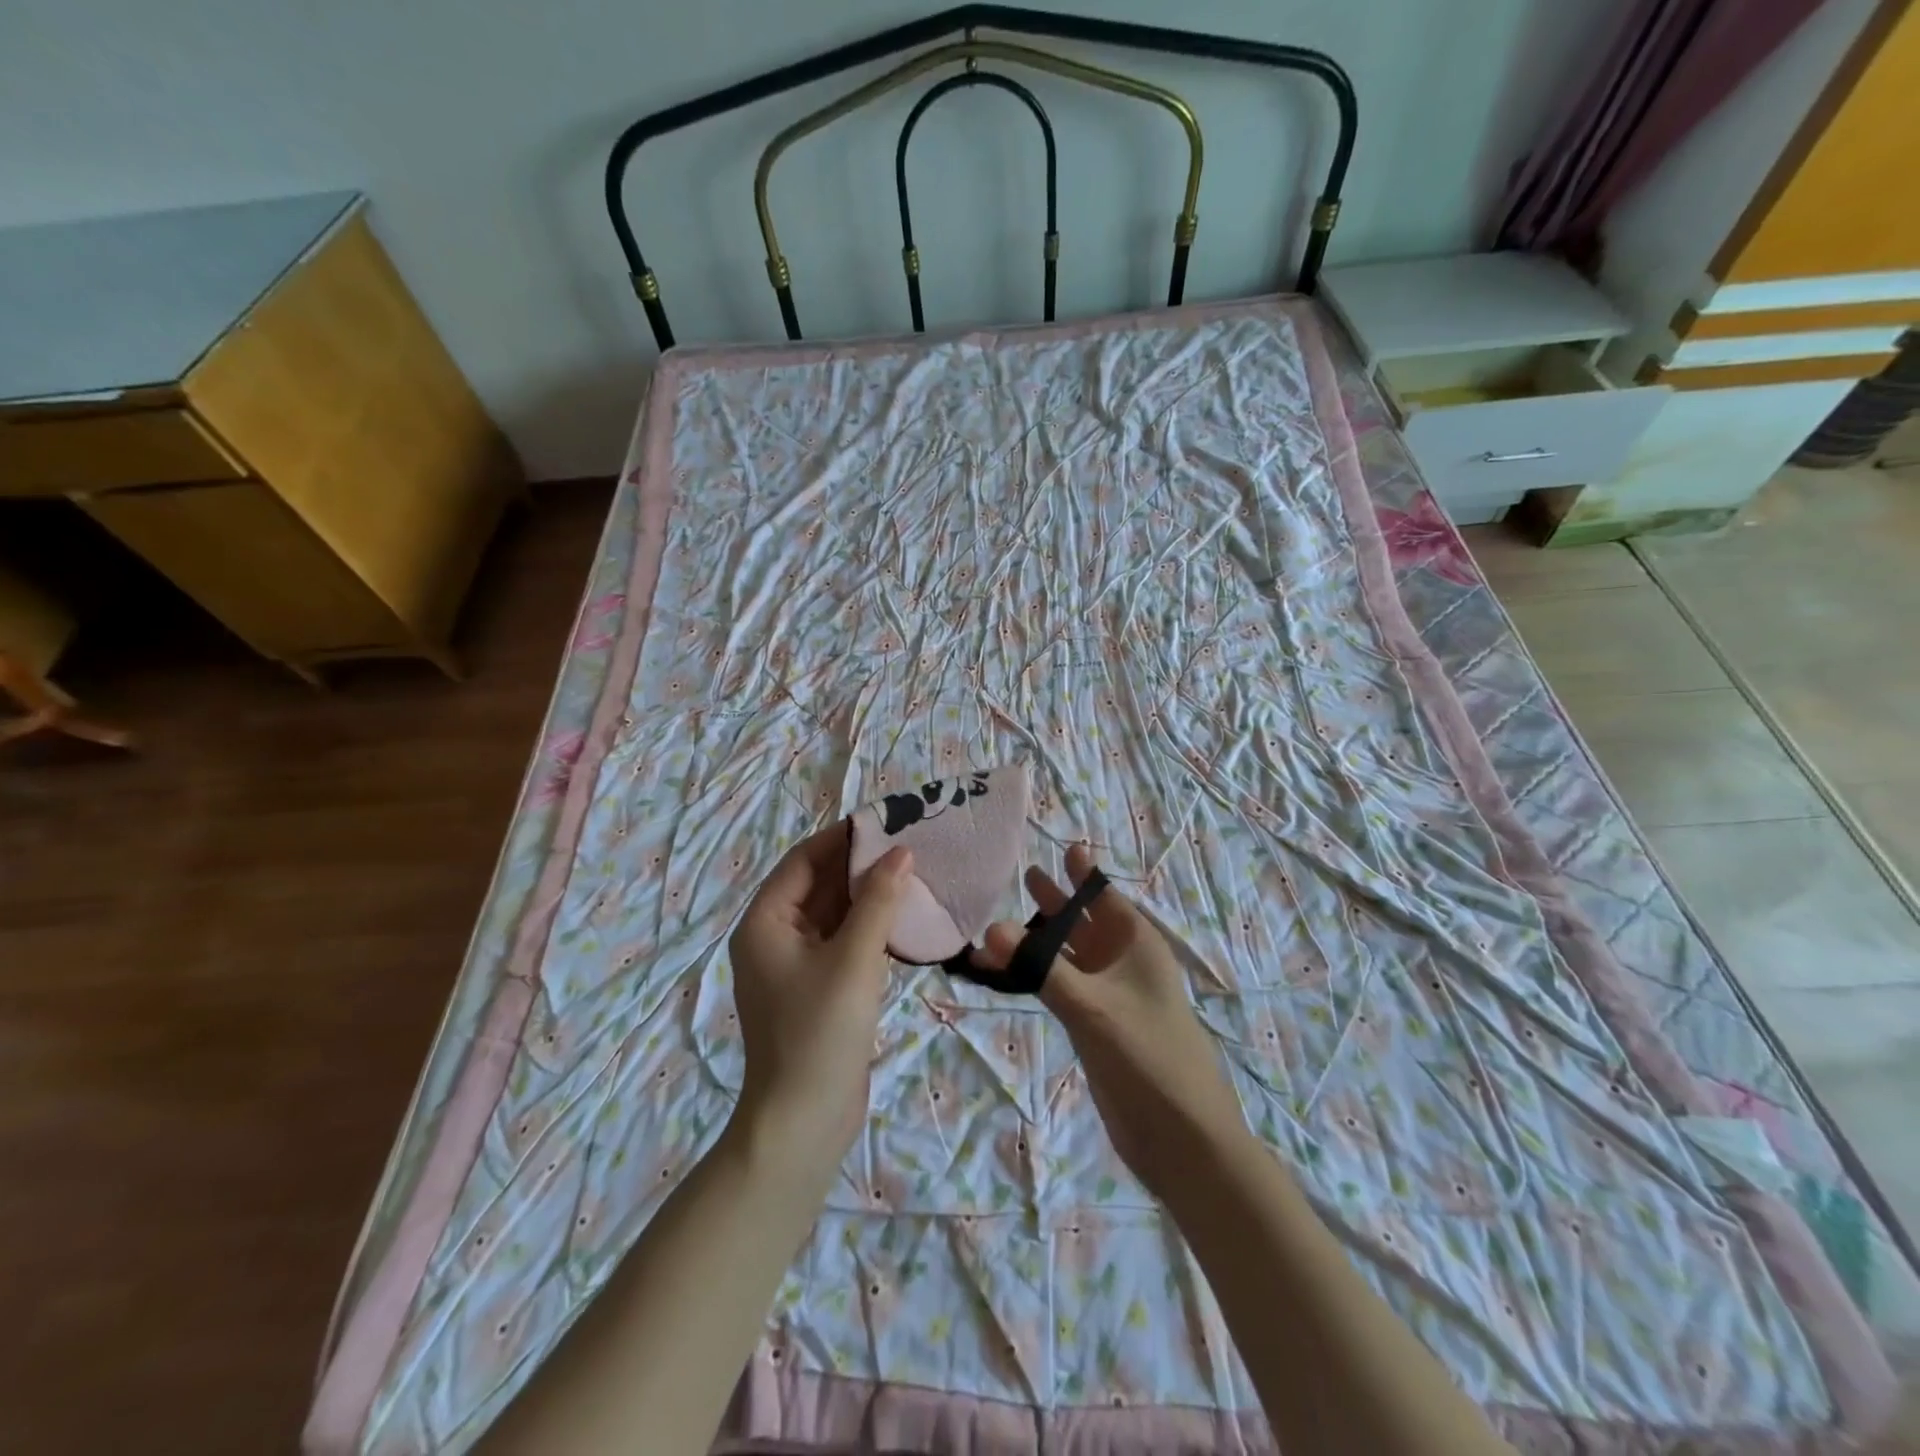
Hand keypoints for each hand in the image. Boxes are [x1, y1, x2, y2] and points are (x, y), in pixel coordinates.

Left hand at [725, 827, 911, 1193]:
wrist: (804, 1123)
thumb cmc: (820, 1032)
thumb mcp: (853, 959)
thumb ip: (878, 902)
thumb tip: (900, 853)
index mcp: (765, 923)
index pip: (803, 861)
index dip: (842, 838)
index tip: (884, 820)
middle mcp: (774, 938)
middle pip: (818, 886)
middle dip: (860, 865)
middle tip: (908, 842)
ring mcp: (795, 967)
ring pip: (834, 915)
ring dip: (868, 896)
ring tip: (913, 871)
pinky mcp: (818, 990)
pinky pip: (843, 943)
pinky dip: (870, 927)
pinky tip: (904, 917)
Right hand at [974, 842, 1251, 1200]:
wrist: (1181, 1136)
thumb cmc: (1147, 1055)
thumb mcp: (1091, 1006)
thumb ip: (1040, 967)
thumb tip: (989, 927)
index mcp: (1136, 944)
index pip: (1104, 895)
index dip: (1083, 872)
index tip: (1065, 844)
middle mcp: (1123, 962)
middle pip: (1083, 921)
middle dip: (1056, 900)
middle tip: (1025, 872)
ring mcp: (1109, 995)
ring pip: (1067, 955)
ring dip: (1038, 940)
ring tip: (999, 921)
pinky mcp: (1095, 1025)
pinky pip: (1060, 987)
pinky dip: (1035, 975)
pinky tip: (1006, 972)